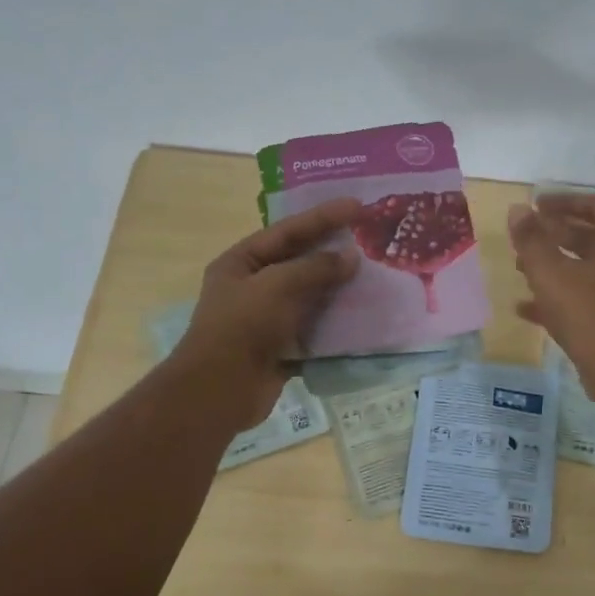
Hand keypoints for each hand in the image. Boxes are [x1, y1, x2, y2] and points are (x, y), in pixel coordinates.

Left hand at [173, 196, 361, 427]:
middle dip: (333, 252)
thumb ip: (316, 268)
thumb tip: (351, 257)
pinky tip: (363, 316)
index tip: (357, 205)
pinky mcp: (283, 347)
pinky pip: (315, 329)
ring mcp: (268, 319)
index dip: (322, 217)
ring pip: (311, 296)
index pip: (287, 231)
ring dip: (339, 289)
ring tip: (374, 276)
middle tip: (370, 239)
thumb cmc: (243, 326)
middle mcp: (253, 286)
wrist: (221, 389)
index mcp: (241, 262)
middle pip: (299, 262)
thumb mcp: (278, 285)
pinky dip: (337, 324)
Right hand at [508, 193, 594, 392]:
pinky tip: (526, 308)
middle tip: (526, 235)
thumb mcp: (551, 273)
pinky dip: (561, 295)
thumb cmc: (588, 314)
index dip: (563, 201)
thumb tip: (518, 209)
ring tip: (520, 267)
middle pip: (592, 235)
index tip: (535, 206)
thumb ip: (531, 239)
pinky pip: (588, 297)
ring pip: (588, 267)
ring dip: (555, 264)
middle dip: (555, 233)